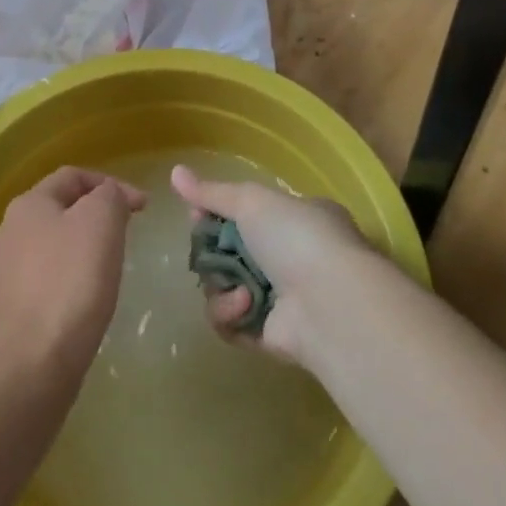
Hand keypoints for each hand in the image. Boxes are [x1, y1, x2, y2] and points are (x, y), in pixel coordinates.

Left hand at [0, 167, 145, 383]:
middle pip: (59, 209)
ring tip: (109, 267)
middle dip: (95, 215)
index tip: (142, 207)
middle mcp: (7, 232)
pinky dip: (68, 280)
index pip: (72, 176)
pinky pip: (45, 280)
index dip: (112, 183)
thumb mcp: (102, 221)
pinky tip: (86, 299)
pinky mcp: (8, 310)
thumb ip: (110, 195)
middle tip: (126, 234)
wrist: (34, 363)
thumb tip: (109, 196)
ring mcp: (3, 273)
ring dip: (81, 248)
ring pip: (51, 245)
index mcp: (27, 204)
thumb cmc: (72, 280)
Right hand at [171, 166, 372, 365]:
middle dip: (212, 252)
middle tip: (206, 250)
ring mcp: (281, 298)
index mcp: (297, 218)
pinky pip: (231, 322)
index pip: (247, 212)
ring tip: (238, 287)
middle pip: (230, 251)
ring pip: (225, 287)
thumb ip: (212, 192)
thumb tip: (174, 171)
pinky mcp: (269, 334)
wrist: (331, 304)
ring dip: (222, 285)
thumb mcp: (253, 202)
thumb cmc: (296, 238)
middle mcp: (291, 256)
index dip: (216, 213)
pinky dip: (230, 314)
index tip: (197, 213)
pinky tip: (244, 306)